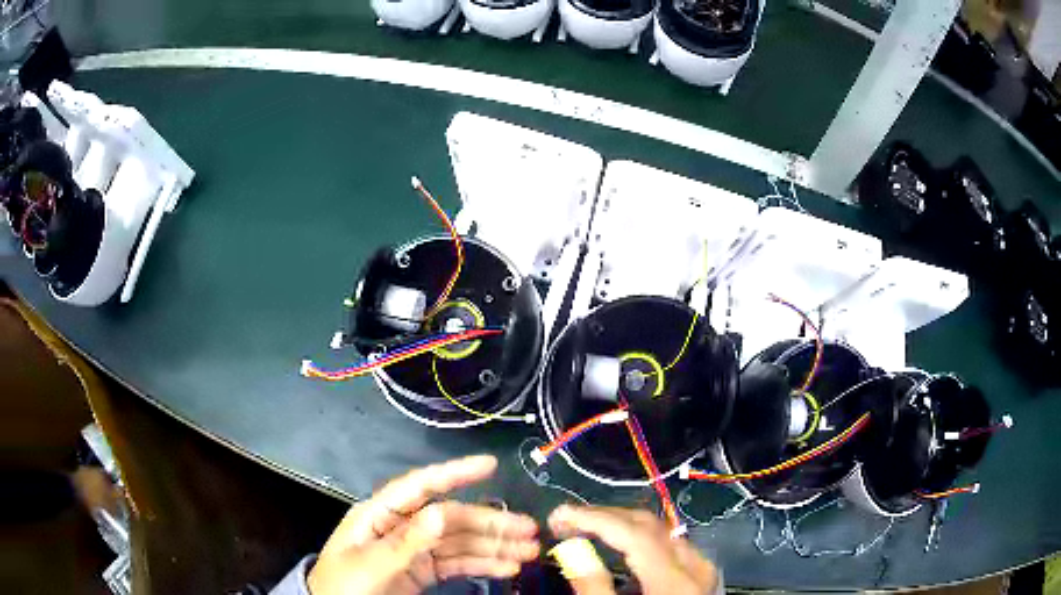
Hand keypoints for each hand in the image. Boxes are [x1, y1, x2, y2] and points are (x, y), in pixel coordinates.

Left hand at [308, 455, 539, 594]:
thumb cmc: (343, 584)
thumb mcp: (370, 564)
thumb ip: (405, 542)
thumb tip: (441, 510)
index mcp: (381, 514)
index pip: (421, 487)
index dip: (455, 473)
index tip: (490, 464)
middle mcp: (402, 526)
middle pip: (451, 518)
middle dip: (490, 522)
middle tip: (529, 530)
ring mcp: (415, 549)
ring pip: (460, 541)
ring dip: (495, 545)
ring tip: (529, 552)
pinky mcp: (424, 570)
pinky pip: (458, 563)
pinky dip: (483, 564)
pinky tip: (506, 567)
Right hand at [548, 505, 718, 594]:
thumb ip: (594, 588)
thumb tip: (571, 550)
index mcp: (674, 580)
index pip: (632, 533)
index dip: (592, 518)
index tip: (557, 516)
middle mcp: (694, 565)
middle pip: (648, 524)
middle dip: (604, 516)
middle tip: (568, 521)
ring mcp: (702, 568)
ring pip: (660, 531)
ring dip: (621, 525)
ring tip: (587, 529)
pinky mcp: (702, 574)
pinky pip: (669, 544)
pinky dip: (640, 539)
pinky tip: (620, 548)